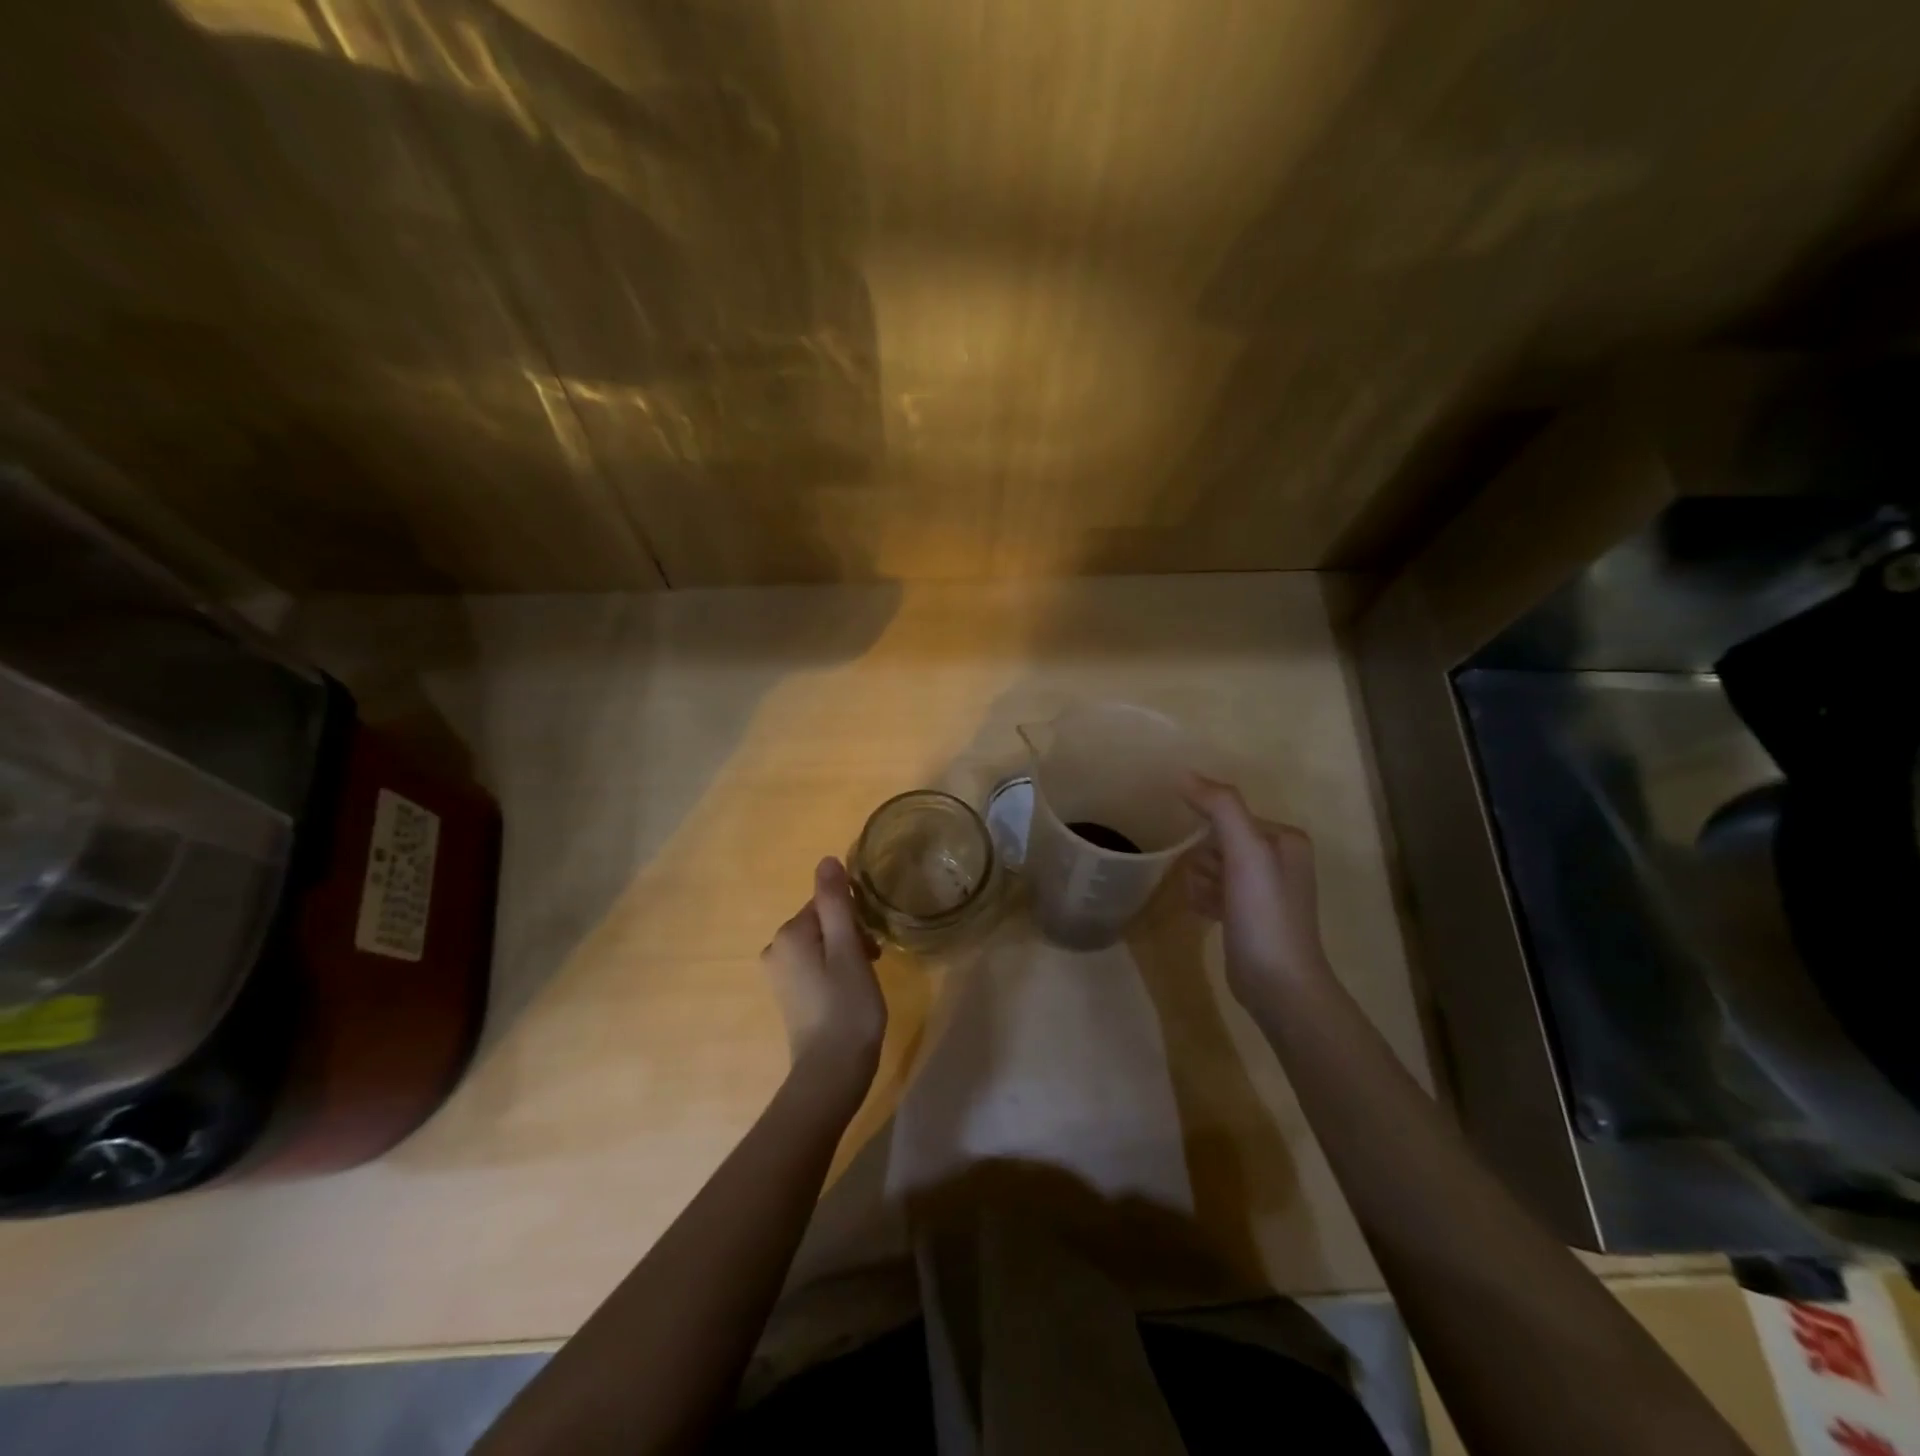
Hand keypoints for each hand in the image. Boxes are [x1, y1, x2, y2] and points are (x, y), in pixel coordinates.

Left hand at [762, 858, 886, 1090]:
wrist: (831, 1073)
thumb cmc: (846, 1007)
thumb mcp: (847, 949)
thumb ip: (836, 902)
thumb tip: (826, 860)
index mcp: (789, 934)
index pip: (827, 902)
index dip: (854, 918)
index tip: (871, 943)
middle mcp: (776, 949)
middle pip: (823, 921)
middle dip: (851, 934)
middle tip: (872, 962)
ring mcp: (779, 974)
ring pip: (821, 943)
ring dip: (846, 952)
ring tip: (864, 980)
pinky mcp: (788, 995)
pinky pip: (815, 965)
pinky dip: (835, 970)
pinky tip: (850, 992)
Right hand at [1181, 776, 1329, 1006]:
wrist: (1278, 983)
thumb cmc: (1264, 912)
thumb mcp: (1245, 851)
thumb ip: (1220, 807)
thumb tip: (1184, 774)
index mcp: (1285, 839)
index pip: (1229, 816)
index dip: (1211, 834)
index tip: (1209, 855)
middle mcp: (1278, 860)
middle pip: (1217, 841)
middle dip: (1204, 860)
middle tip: (1216, 884)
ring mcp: (1263, 891)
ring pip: (1210, 866)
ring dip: (1200, 881)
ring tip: (1211, 903)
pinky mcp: (1246, 916)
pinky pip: (1211, 891)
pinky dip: (1202, 898)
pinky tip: (1205, 914)